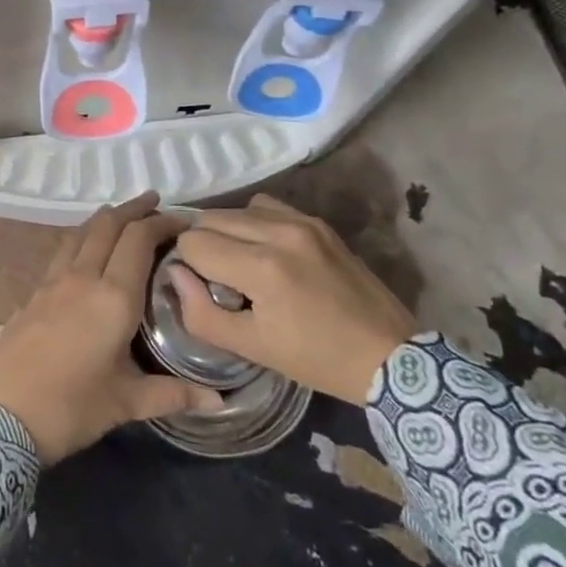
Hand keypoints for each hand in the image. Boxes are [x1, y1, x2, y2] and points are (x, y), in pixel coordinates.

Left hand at [0, 193, 223, 463]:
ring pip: (82, 231)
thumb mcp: (126, 403)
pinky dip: (82, 237)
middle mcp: (83, 277)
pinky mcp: (34, 291)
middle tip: (156, 202)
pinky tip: (86, 249)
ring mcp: (53, 281)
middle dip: (134, 208)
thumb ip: (173, 394)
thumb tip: (219, 401)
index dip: (162, 222)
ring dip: (106, 218)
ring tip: (123, 216)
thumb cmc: (69, 407)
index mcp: (113, 297)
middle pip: (108, 224)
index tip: (185, 220)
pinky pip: (64, 250)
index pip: (139, 239)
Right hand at [169, 194, 415, 403]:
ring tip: (240, 263)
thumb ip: (201, 313)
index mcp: (262, 268)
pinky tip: (264, 250)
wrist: (391, 357)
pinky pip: (267, 206)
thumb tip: (174, 275)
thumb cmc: (317, 360)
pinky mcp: (318, 222)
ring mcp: (302, 222)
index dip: (186, 265)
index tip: (201, 288)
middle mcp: (279, 232)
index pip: (193, 242)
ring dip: (227, 232)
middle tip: (217, 278)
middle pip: (210, 218)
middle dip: (203, 246)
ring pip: (236, 209)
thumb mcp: (252, 348)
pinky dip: (254, 223)